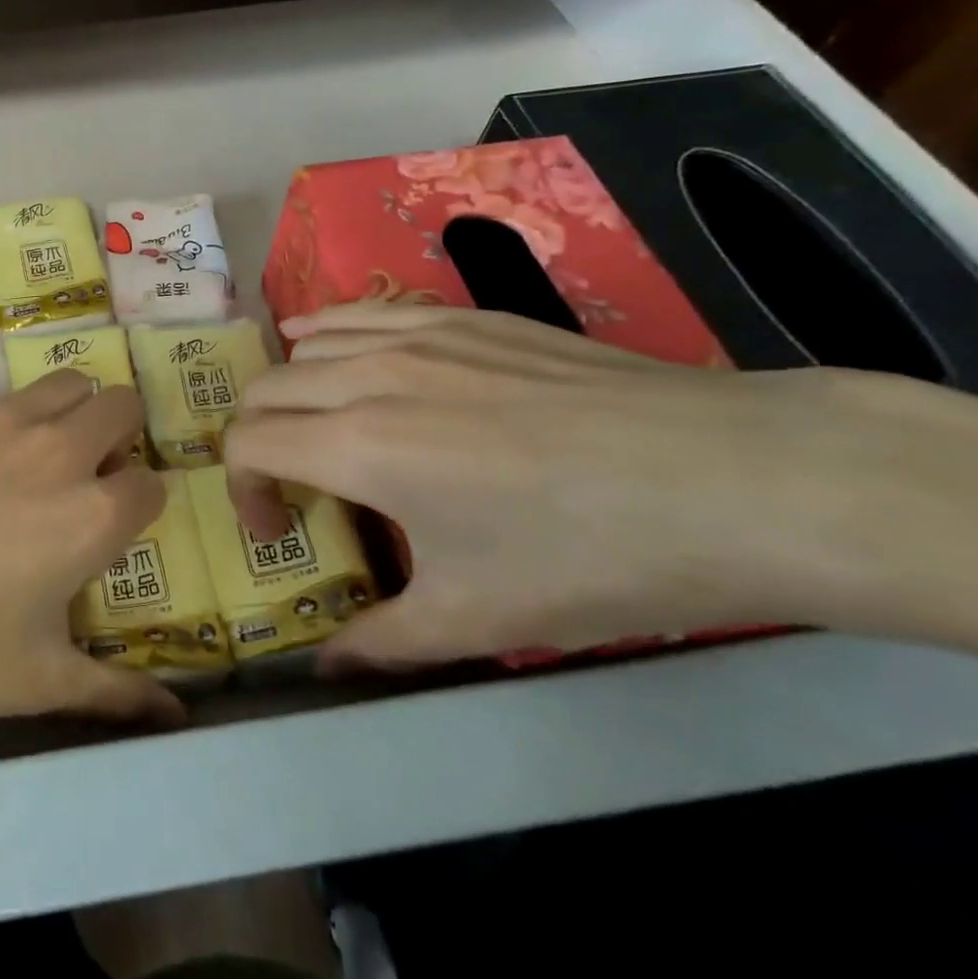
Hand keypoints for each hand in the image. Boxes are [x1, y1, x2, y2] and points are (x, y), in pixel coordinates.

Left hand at [0, 371, 180, 731]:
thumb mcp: (31, 682)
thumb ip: (114, 693)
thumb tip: (177, 716)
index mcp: (90, 514)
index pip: (152, 484)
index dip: (139, 504)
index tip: (115, 524)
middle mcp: (55, 448)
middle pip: (121, 405)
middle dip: (117, 435)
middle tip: (85, 473)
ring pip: (62, 385)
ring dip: (65, 413)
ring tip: (28, 457)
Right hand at [222, 303, 977, 668]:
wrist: (734, 479)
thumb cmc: (592, 556)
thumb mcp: (479, 618)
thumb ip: (383, 642)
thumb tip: (326, 667)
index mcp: (358, 446)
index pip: (247, 443)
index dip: (243, 491)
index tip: (280, 531)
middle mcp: (369, 376)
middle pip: (265, 388)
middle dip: (256, 437)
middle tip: (294, 483)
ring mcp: (417, 335)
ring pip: (307, 341)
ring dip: (291, 385)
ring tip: (318, 422)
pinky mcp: (463, 317)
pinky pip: (364, 310)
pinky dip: (330, 330)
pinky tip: (343, 351)